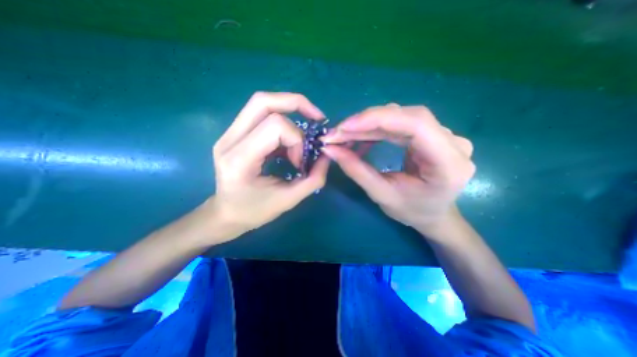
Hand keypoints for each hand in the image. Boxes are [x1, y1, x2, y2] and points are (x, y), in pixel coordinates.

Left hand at [210, 91, 327, 235]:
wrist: (226, 214)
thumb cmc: (254, 211)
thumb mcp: (289, 200)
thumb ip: (313, 178)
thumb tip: (327, 156)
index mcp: (239, 159)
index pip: (275, 126)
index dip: (297, 139)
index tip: (301, 161)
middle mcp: (229, 139)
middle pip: (263, 101)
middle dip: (297, 104)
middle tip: (316, 119)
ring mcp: (228, 134)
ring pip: (261, 103)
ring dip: (290, 111)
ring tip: (303, 133)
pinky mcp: (234, 133)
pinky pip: (261, 114)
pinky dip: (282, 121)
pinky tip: (289, 141)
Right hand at [322, 104, 474, 234]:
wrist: (434, 214)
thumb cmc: (412, 212)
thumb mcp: (382, 195)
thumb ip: (356, 170)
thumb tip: (330, 149)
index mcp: (449, 163)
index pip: (415, 124)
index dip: (377, 119)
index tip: (344, 127)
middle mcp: (453, 142)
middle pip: (407, 117)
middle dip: (367, 122)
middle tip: (338, 133)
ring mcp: (444, 136)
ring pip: (402, 117)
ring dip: (369, 124)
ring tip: (345, 135)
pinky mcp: (432, 135)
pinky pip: (401, 124)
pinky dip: (377, 128)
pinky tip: (361, 137)